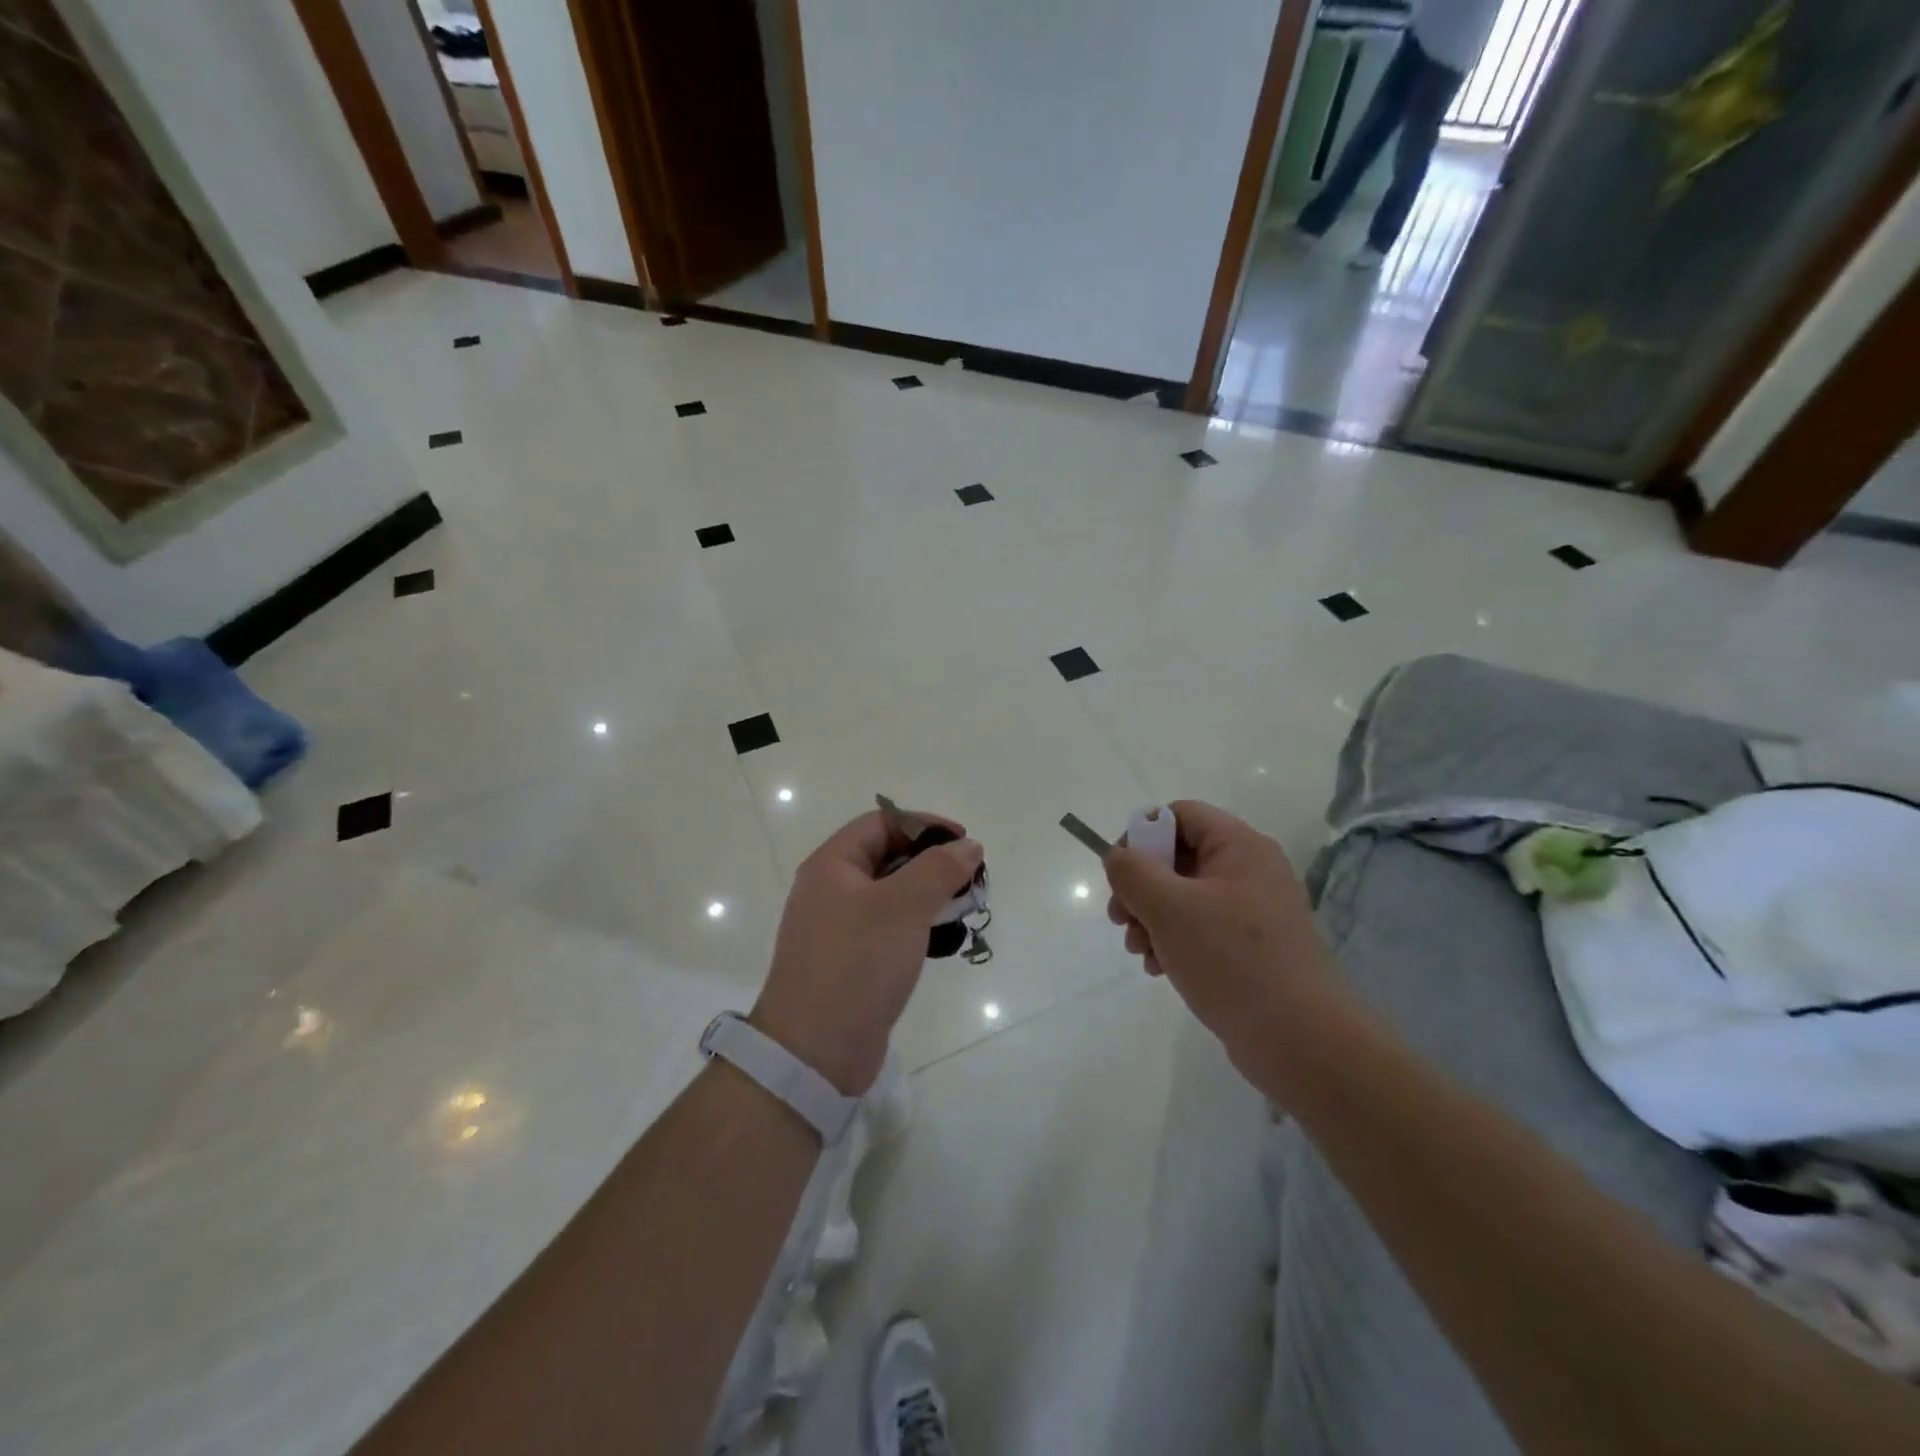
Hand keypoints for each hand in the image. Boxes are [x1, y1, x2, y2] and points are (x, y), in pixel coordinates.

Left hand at [753, 810, 982, 1093]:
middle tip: (969, 878)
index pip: (881, 823)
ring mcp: (837, 928)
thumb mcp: (903, 907)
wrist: (814, 1052)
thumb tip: (968, 845)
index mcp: (831, 866)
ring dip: (927, 894)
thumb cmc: (857, 964)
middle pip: (886, 856)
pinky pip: (887, 928)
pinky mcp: (850, 961)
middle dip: (930, 861)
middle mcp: (830, 890)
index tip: (963, 843)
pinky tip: (941, 940)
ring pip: (890, 894)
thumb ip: (938, 869)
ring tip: (962, 908)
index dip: (924, 825)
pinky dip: (915, 924)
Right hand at [1104, 801, 1345, 1089]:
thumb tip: (1118, 857)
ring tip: (1140, 952)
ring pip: (1186, 896)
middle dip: (1141, 886)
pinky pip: (1203, 928)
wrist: (1300, 1040)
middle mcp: (1251, 870)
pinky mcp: (1254, 948)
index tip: (1119, 873)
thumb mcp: (1169, 908)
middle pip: (1179, 857)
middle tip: (1120, 919)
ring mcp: (1255, 911)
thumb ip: (1133, 872)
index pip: (1181, 814)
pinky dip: (1174, 941)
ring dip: (1152, 918)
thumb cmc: (1231, 960)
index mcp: (1240, 847)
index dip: (1142, 834)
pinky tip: (1160, 969)